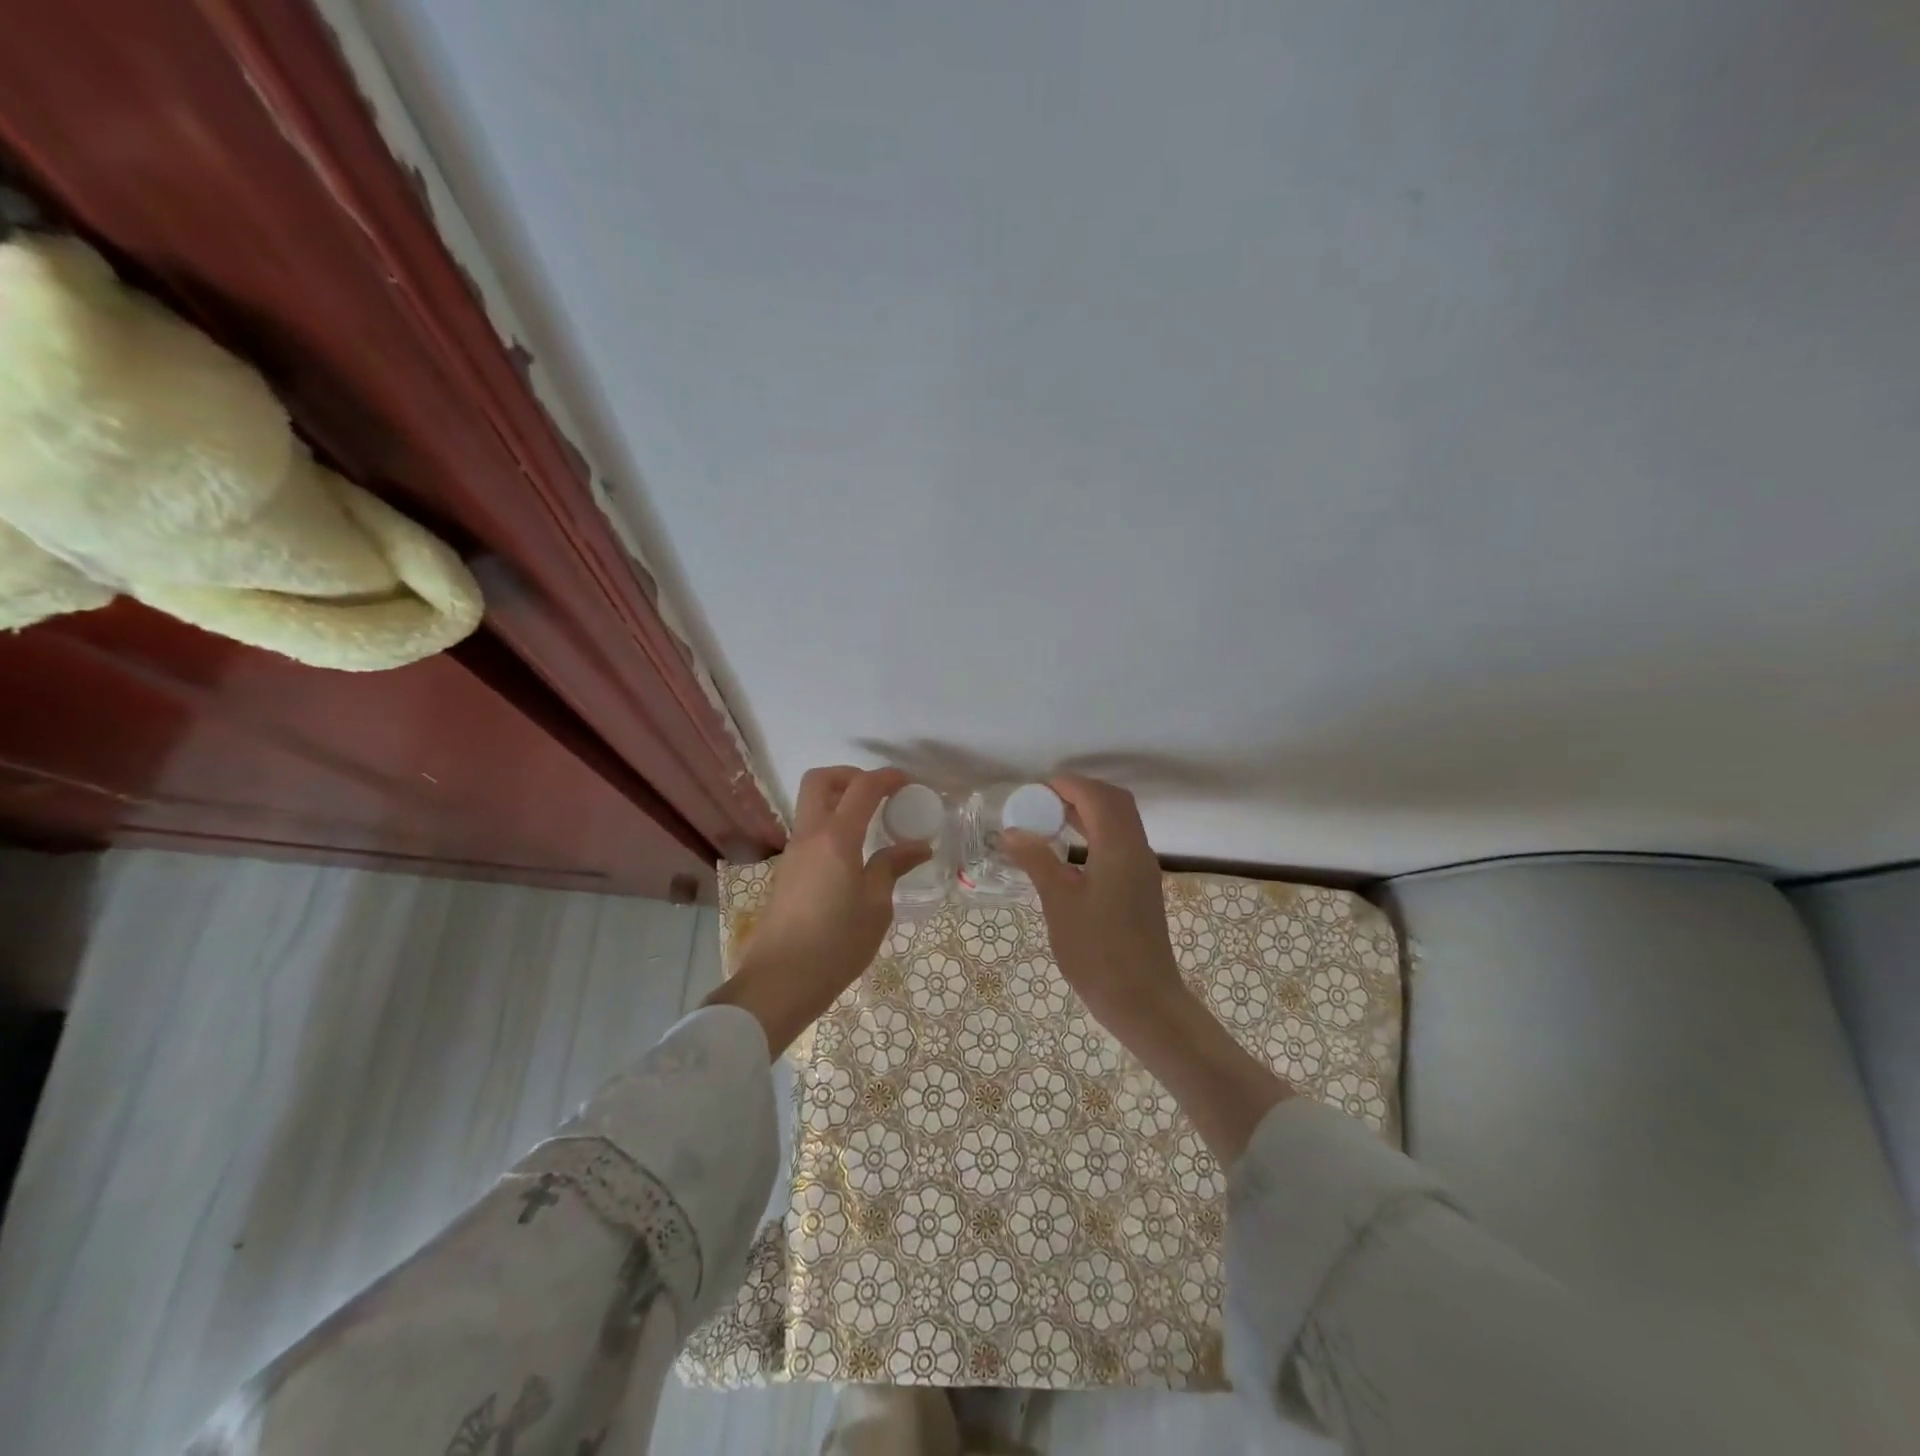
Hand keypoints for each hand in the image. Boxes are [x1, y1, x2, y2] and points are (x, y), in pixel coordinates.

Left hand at [707, 765, 930, 1055]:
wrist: (779, 982)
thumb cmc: (836, 945)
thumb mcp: (876, 907)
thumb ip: (893, 867)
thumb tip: (917, 846)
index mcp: (836, 839)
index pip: (862, 788)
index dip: (887, 778)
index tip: (908, 784)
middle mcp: (810, 836)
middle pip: (821, 781)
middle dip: (851, 776)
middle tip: (879, 795)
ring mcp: (793, 854)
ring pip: (812, 806)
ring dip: (840, 803)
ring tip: (872, 826)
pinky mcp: (787, 873)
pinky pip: (811, 833)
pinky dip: (833, 828)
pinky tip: (855, 857)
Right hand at [1000, 775, 1184, 1043]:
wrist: (1143, 1000)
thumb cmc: (1098, 951)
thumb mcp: (1059, 902)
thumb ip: (1037, 860)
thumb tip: (1013, 831)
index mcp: (1118, 847)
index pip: (1096, 796)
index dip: (1066, 785)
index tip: (1033, 791)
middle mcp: (1137, 849)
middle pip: (1114, 801)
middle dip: (1079, 793)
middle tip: (1042, 802)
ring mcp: (1143, 869)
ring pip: (1120, 822)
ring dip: (1089, 812)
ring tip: (1050, 821)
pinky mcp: (1142, 887)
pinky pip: (1120, 842)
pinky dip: (1097, 832)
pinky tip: (1070, 852)